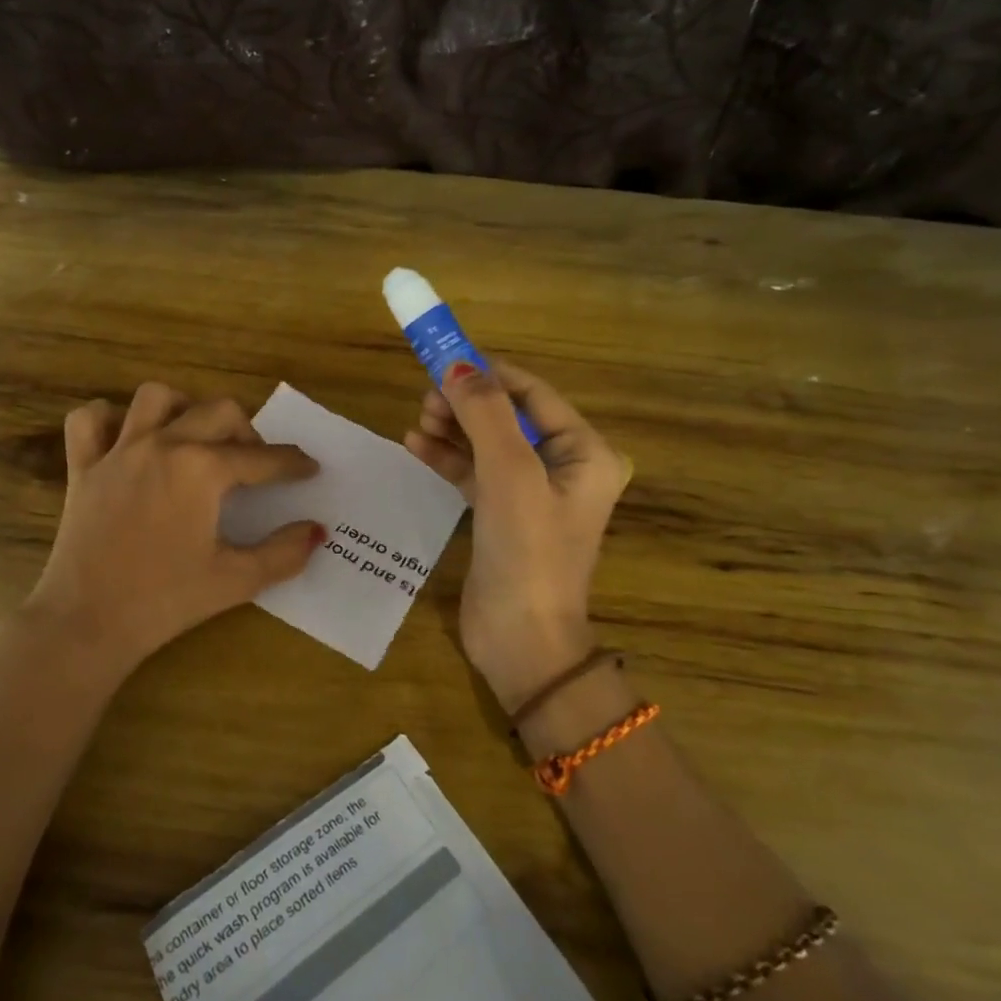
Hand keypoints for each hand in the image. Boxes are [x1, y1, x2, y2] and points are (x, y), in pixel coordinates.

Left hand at [22, 382, 323, 684]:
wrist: (87, 623)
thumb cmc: (165, 602)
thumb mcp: (235, 580)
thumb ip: (283, 553)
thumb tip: (316, 530)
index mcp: (202, 470)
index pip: (262, 458)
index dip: (292, 464)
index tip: (309, 468)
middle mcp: (162, 445)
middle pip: (218, 411)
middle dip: (246, 430)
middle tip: (252, 462)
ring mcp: (118, 452)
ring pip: (155, 397)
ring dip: (182, 409)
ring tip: (192, 438)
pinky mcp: (82, 467)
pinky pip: (88, 421)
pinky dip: (108, 419)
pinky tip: (125, 440)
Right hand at [403, 361, 630, 711]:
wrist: (521, 641)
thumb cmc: (527, 551)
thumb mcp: (509, 474)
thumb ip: (485, 413)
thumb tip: (458, 364)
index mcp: (584, 453)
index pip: (534, 394)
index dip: (490, 374)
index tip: (444, 359)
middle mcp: (563, 468)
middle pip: (508, 417)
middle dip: (466, 403)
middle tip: (426, 398)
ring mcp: (530, 494)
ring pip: (487, 443)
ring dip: (453, 428)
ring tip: (417, 422)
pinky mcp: (502, 516)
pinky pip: (474, 473)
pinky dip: (447, 457)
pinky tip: (416, 445)